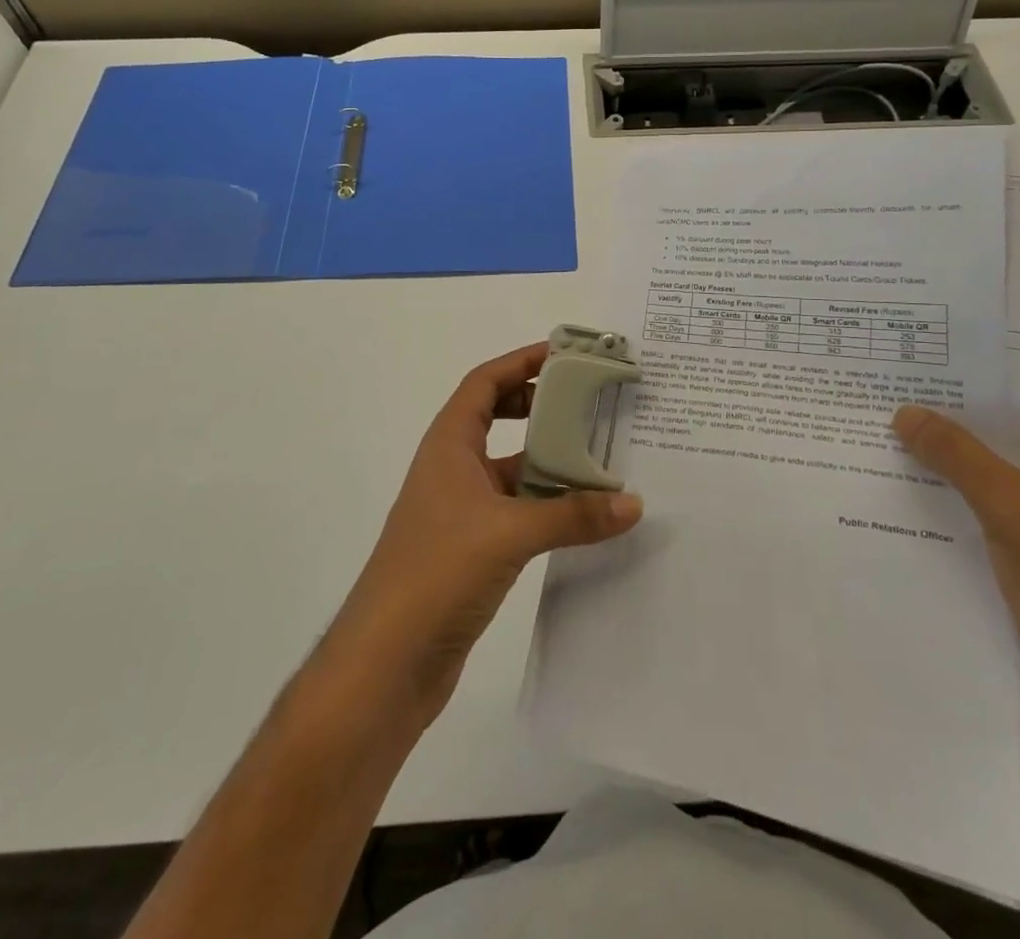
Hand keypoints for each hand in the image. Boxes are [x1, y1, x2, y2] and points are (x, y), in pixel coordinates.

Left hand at [325, 343, 643, 727]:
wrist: (385, 664)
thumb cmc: (437, 572)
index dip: (521, 362)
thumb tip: (633, 503)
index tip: (565, 354)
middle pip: (497, 418)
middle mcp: (453, 469)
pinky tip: (583, 515)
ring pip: (511, 469)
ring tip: (601, 457)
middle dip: (539, 405)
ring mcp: (460, 511)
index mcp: (449, 445)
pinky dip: (547, 504)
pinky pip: (516, 510)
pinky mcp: (471, 550)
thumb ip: (573, 515)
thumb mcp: (509, 533)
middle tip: (588, 401)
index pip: (484, 383)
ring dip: (549, 461)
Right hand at [893, 377, 1019, 749]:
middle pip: (1006, 424)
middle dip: (948, 417)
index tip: (907, 364)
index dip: (966, 373)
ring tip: (880, 435)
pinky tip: (906, 486)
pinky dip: (958, 493)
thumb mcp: (1014, 509)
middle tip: (881, 396)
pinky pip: (995, 499)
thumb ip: (956, 454)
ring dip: (948, 458)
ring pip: (996, 464)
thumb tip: (903, 411)